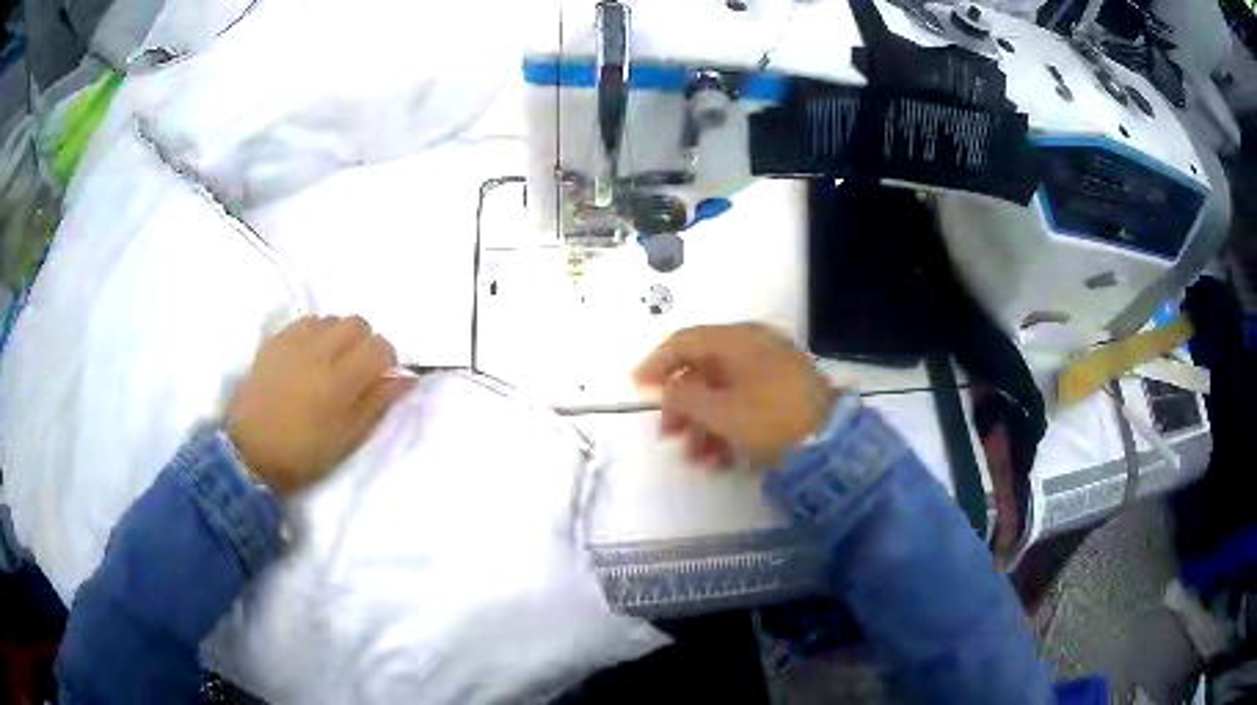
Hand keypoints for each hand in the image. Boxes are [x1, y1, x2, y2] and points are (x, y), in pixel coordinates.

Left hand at [226, 316, 413, 495]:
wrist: (250, 451)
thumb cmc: (303, 454)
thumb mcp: (348, 439)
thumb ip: (378, 403)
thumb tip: (406, 377)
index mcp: (340, 381)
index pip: (380, 346)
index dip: (386, 361)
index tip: (379, 380)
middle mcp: (319, 351)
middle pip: (358, 323)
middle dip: (364, 343)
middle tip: (355, 371)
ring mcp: (294, 341)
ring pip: (331, 319)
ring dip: (338, 337)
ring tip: (328, 364)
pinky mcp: (275, 340)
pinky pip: (305, 321)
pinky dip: (314, 334)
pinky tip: (307, 357)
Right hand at [634, 324, 837, 467]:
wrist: (832, 444)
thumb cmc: (770, 421)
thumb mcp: (720, 412)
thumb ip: (684, 397)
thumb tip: (666, 387)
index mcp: (738, 340)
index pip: (685, 341)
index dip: (656, 364)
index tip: (637, 388)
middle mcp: (754, 348)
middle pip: (703, 370)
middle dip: (682, 406)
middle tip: (667, 434)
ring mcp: (772, 371)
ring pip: (723, 393)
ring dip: (702, 425)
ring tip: (695, 458)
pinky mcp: (783, 395)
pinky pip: (744, 405)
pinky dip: (727, 428)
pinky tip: (719, 459)